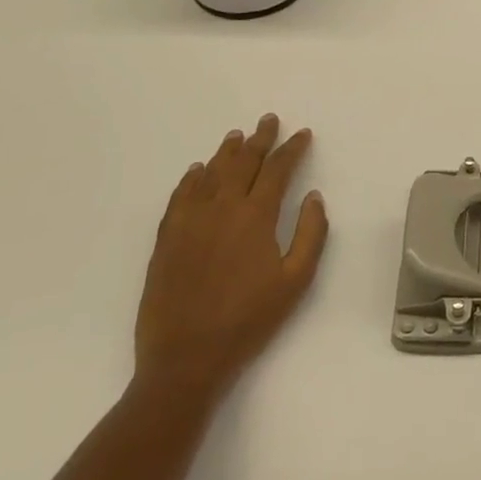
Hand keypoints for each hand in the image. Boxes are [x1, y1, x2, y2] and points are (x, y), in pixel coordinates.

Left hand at [134, 113, 328, 405]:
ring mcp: (189, 222)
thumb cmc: (248, 321)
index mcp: (255, 217)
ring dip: (226, 152)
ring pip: (210, 174)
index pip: (277, 170)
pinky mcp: (166, 240)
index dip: (292, 149)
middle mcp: (221, 209)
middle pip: (243, 162)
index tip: (302, 134)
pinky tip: (196, 171)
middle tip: (269, 120)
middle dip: (260, 139)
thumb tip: (313, 197)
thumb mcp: (296, 281)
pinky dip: (191, 179)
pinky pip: (180, 197)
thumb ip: (310, 234)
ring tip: (237, 136)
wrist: (185, 359)